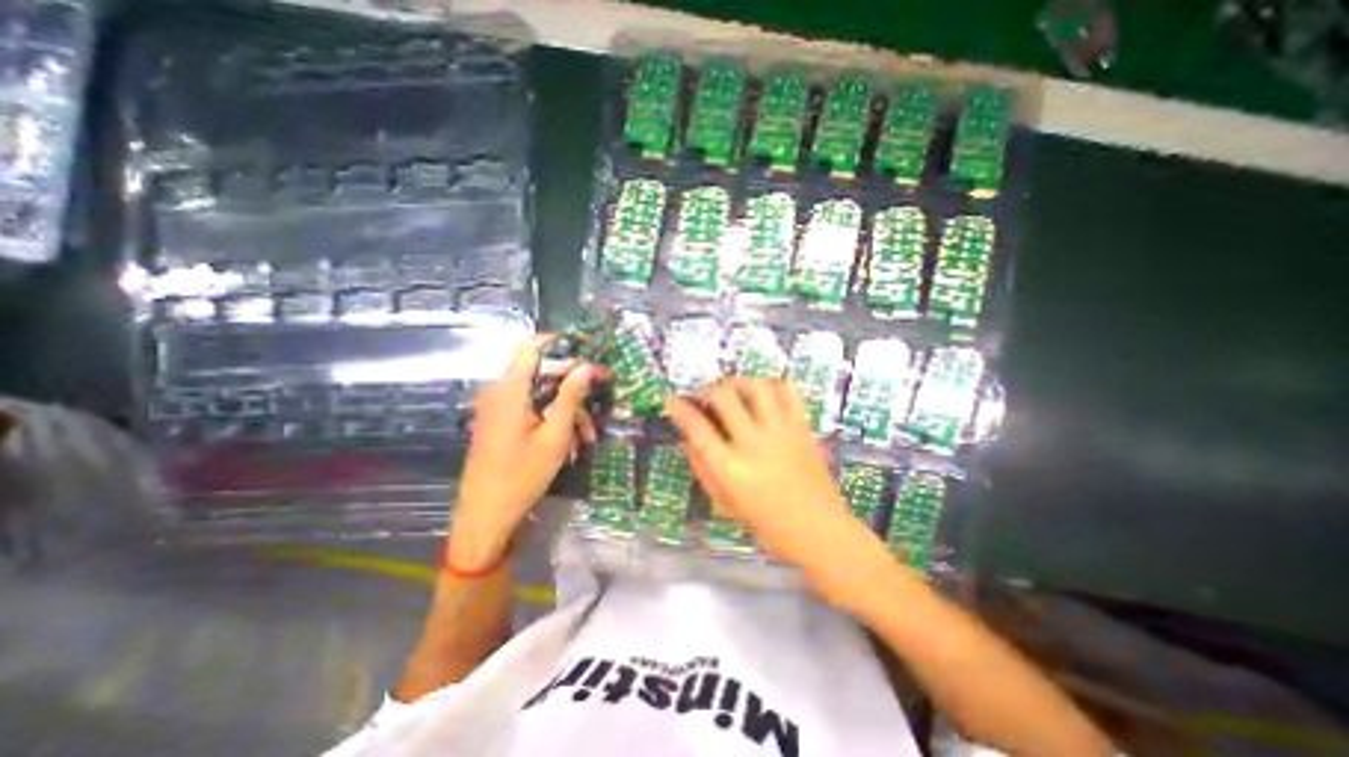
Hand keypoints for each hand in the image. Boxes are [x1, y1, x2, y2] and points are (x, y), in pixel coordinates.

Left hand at [449, 333, 597, 569]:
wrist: (485, 516)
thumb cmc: (522, 476)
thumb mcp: (555, 436)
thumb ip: (570, 397)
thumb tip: (586, 366)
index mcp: (510, 390)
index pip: (532, 348)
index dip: (560, 342)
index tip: (588, 347)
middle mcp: (500, 393)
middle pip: (541, 374)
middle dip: (574, 385)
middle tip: (602, 393)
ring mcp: (498, 410)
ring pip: (540, 396)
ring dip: (567, 410)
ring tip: (589, 436)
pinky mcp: (499, 424)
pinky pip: (530, 411)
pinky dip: (552, 420)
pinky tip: (571, 443)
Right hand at [663, 378, 888, 602]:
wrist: (819, 529)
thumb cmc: (767, 524)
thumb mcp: (725, 502)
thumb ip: (703, 467)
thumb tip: (688, 438)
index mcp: (730, 468)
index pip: (697, 427)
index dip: (680, 409)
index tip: (671, 400)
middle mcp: (754, 443)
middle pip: (724, 397)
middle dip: (708, 389)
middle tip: (706, 396)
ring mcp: (781, 432)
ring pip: (756, 387)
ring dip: (739, 381)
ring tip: (733, 390)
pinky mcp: (803, 427)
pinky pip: (788, 392)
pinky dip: (772, 384)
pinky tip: (764, 392)